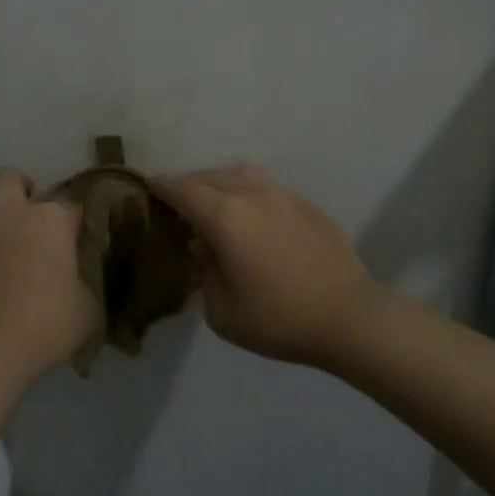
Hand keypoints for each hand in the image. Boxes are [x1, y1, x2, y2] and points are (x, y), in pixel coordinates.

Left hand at [0, 169, 98, 386]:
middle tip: (28, 219)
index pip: (70, 205)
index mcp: (50, 222)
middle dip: (20, 190)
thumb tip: (78, 280)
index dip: (74, 222)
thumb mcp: (88, 311)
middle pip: (10, 179)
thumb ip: (86, 284)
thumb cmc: (44, 330)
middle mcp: (10, 215)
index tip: (76, 240)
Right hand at [150, 165, 383, 367]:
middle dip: (188, 186)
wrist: (349, 316)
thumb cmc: (279, 319)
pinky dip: (247, 195)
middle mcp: (252, 194)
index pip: (182, 190)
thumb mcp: (221, 310)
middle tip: (176, 204)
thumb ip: (204, 272)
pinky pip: (265, 189)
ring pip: (240, 175)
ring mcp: (283, 195)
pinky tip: (251, 219)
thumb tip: (204, 249)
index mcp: (225, 216)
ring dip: (219, 184)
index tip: (145, 186)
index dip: (160, 186)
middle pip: (209, 177)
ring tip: (213, 206)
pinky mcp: (306, 204)